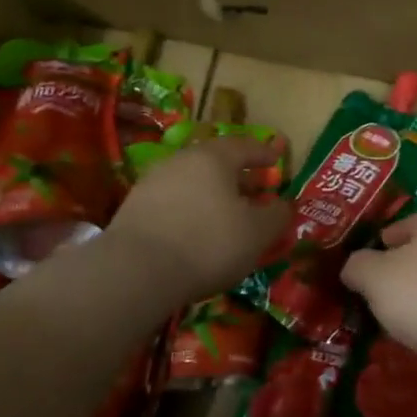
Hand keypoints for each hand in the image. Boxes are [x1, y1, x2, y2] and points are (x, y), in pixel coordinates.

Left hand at [103, 138, 289, 305]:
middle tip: (254, 190)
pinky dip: (190, 210)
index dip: (263, 153)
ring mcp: (153, 183)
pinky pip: (173, 202)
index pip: (244, 146)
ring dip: (212, 194)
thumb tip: (283, 204)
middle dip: (237, 175)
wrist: (137, 270)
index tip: (276, 159)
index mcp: (213, 157)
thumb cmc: (208, 243)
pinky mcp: (134, 208)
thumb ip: (276, 215)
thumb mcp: (257, 233)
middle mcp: (181, 160)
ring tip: (227, 214)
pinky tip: (196, 231)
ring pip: (192, 182)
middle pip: (215, 162)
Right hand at [342, 212, 416, 378]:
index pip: (409, 222)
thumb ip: (357, 266)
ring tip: (387, 320)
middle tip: (370, 291)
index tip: (365, 257)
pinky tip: (413, 340)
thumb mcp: (374, 275)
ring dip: (414, 301)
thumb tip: (353, 267)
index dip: (384, 236)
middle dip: (397, 272)